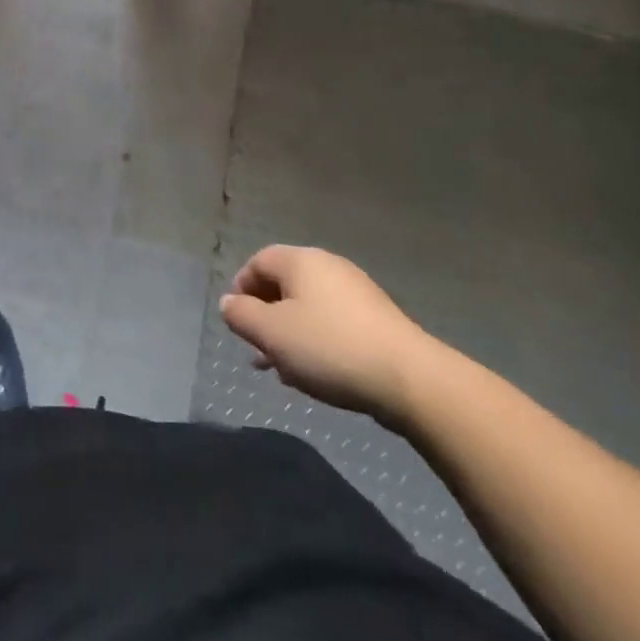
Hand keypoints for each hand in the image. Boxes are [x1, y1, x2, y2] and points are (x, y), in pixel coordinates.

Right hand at [220, 246, 443, 424]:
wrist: (410, 380)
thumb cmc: (329, 348)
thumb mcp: (271, 334)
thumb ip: (241, 315)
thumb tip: (229, 303)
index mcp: (301, 261)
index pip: (258, 262)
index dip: (241, 289)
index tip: (237, 323)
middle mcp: (329, 267)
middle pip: (284, 284)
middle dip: (265, 317)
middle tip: (257, 350)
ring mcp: (357, 293)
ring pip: (309, 308)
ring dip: (290, 334)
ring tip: (283, 370)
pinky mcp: (378, 320)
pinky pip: (334, 323)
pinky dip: (317, 342)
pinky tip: (316, 374)